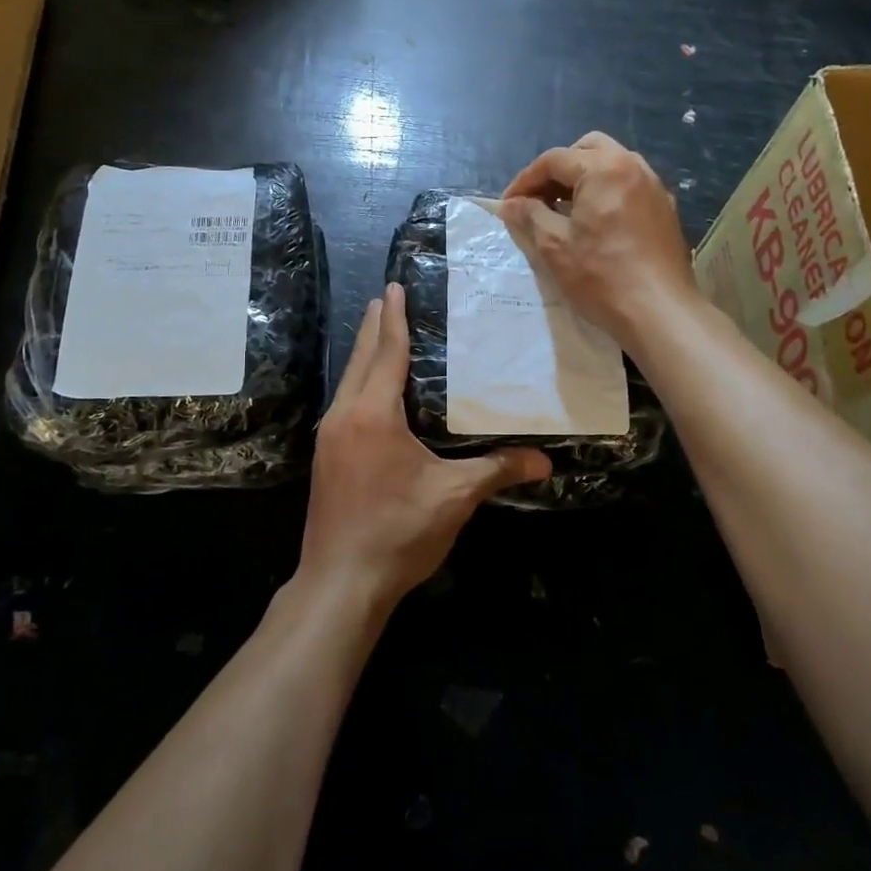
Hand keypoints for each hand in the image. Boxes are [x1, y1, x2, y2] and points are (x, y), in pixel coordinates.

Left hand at [300, 283, 550, 606]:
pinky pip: (343, 404)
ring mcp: (329, 438)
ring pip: (347, 382)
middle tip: (385, 297)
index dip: (393, 318)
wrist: (340, 583)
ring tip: (378, 334)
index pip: (386, 353)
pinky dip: (359, 383)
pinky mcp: (326, 458)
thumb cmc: (398, 531)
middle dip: (373, 327)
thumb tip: (544, 462)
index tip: (393, 287)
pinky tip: (370, 392)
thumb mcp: (454, 497)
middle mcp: (344, 416)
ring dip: (364, 355)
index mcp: (373, 414)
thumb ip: (497, 470)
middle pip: (360, 360)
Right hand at [500, 131, 698, 348]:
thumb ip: (530, 216)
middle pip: (587, 150)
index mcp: (604, 169)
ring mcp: (654, 187)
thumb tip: (511, 204)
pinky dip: (605, 194)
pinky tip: (594, 225)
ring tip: (563, 212)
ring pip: (611, 165)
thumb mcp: (554, 246)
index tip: (508, 205)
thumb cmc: (601, 276)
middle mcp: (633, 167)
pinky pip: (628, 186)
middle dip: (558, 170)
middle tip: (539, 200)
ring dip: (583, 180)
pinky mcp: (665, 210)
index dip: (525, 180)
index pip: (554, 160)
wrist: (660, 312)